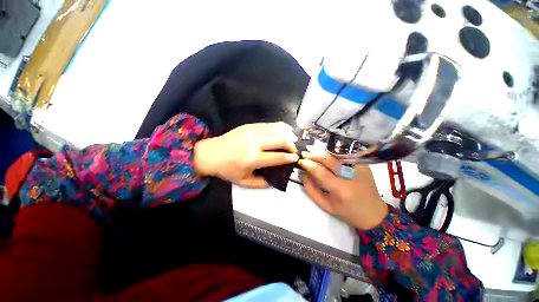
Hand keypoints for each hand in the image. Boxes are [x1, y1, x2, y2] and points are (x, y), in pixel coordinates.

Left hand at [194, 122, 298, 187]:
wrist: (210, 154)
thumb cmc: (227, 169)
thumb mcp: (244, 182)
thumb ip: (262, 183)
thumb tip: (276, 179)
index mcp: (253, 159)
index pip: (278, 157)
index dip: (289, 157)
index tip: (296, 158)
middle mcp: (254, 143)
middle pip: (280, 140)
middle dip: (291, 145)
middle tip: (294, 150)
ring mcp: (251, 132)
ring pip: (276, 129)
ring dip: (287, 134)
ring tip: (293, 139)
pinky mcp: (249, 126)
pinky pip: (268, 124)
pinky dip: (279, 126)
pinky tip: (284, 129)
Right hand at [298, 149, 387, 229]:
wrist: (374, 213)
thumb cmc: (347, 212)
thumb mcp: (325, 205)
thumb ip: (311, 189)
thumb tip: (302, 174)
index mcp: (341, 189)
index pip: (321, 172)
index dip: (309, 165)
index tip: (301, 161)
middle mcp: (350, 175)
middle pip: (328, 160)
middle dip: (314, 155)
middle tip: (304, 153)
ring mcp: (359, 168)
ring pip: (336, 155)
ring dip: (321, 151)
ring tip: (310, 148)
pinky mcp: (362, 164)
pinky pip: (343, 155)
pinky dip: (331, 153)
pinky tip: (323, 152)